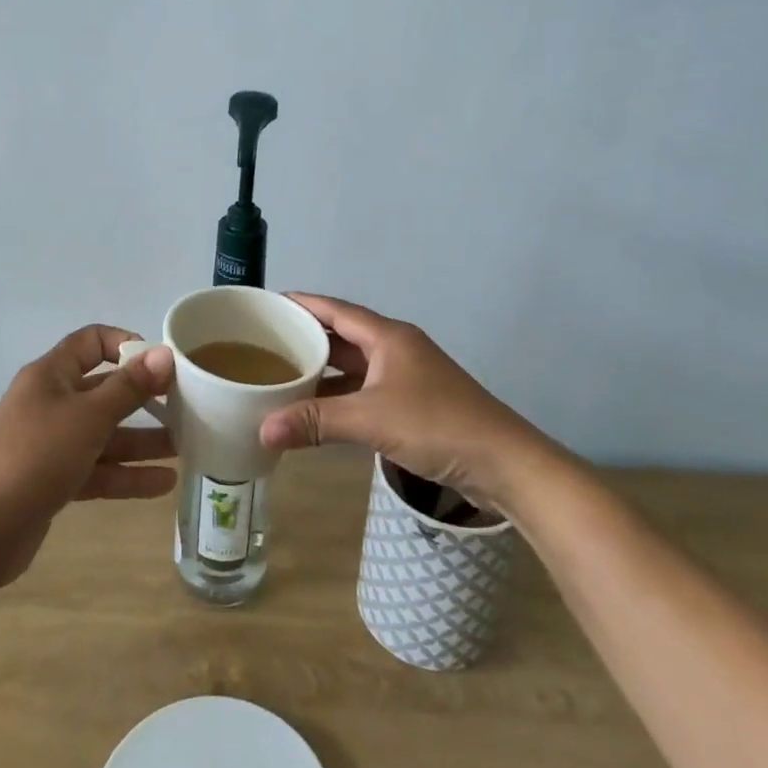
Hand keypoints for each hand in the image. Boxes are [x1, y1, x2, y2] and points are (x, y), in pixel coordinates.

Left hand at [0, 326, 175, 589]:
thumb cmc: (34, 457)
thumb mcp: (88, 417)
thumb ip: (129, 387)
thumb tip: (165, 353)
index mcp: (52, 375)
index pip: (91, 342)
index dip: (125, 345)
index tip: (161, 363)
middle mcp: (52, 403)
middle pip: (105, 390)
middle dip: (144, 399)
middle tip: (186, 407)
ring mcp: (52, 444)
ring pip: (105, 434)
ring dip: (142, 440)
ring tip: (186, 447)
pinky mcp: (54, 481)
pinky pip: (98, 469)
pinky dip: (126, 474)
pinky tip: (163, 483)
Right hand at [257, 294, 555, 510]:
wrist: (504, 462)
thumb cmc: (437, 425)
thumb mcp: (371, 420)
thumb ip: (316, 421)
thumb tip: (262, 429)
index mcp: (388, 336)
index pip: (334, 309)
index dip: (301, 304)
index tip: (266, 305)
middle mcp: (396, 348)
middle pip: (342, 335)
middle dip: (306, 338)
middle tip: (263, 344)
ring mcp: (406, 376)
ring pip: (354, 365)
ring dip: (323, 371)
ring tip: (282, 375)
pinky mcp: (413, 403)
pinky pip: (365, 390)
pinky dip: (341, 396)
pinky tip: (318, 410)